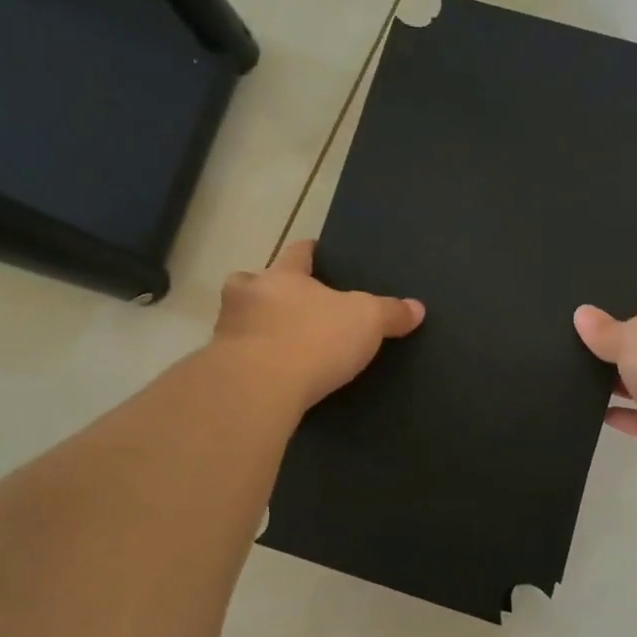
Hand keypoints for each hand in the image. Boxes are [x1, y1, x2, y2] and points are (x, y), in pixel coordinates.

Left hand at [213, 240, 423, 410]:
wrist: (258, 387)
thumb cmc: (314, 339)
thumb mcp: (367, 322)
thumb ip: (390, 313)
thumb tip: (417, 307)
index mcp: (283, 275)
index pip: (296, 252)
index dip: (307, 250)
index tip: (313, 249)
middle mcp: (248, 296)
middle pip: (252, 282)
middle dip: (266, 290)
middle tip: (286, 304)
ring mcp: (227, 331)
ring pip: (238, 319)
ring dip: (254, 327)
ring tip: (277, 345)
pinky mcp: (220, 368)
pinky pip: (236, 357)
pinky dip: (250, 362)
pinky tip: (269, 377)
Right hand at [574, 301, 636, 488]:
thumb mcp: (633, 339)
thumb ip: (605, 330)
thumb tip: (582, 313)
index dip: (625, 318)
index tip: (592, 328)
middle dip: (624, 356)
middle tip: (581, 359)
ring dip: (627, 389)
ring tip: (585, 389)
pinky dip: (634, 419)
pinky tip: (603, 417)